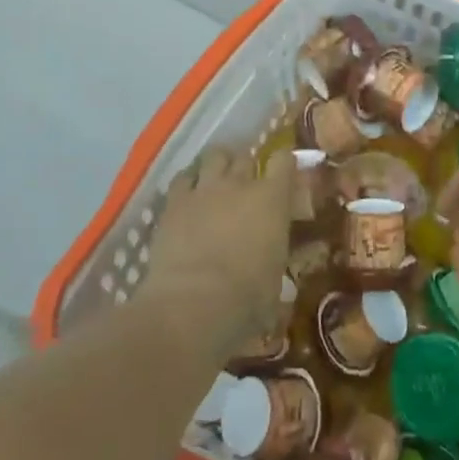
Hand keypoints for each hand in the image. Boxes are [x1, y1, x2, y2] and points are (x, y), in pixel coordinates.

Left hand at [138, 147, 291, 353]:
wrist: (192, 304)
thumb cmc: (246, 298)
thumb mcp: (275, 280)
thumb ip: (276, 259)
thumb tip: (277, 268)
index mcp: (272, 199)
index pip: (284, 160)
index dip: (284, 164)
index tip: (284, 174)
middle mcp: (240, 184)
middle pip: (246, 157)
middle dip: (247, 167)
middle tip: (246, 186)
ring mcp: (204, 189)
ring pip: (214, 156)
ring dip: (219, 165)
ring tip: (217, 180)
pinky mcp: (174, 202)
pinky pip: (183, 177)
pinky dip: (189, 182)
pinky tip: (189, 195)